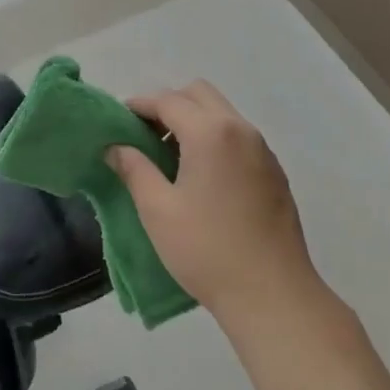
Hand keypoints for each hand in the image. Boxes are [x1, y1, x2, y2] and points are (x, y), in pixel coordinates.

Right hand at [107, 81, 328, 335]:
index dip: (139, 105)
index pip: (168, 100)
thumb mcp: (157, 210)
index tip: (118, 119)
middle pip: (199, 94)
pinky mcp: (274, 173)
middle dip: (169, 105)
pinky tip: (200, 176)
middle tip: (145, 135)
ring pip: (222, 113)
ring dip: (193, 120)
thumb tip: (116, 148)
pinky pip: (238, 136)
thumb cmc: (207, 249)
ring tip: (169, 156)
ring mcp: (262, 151)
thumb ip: (134, 169)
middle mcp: (240, 130)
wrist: (273, 295)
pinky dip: (214, 138)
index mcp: (210, 133)